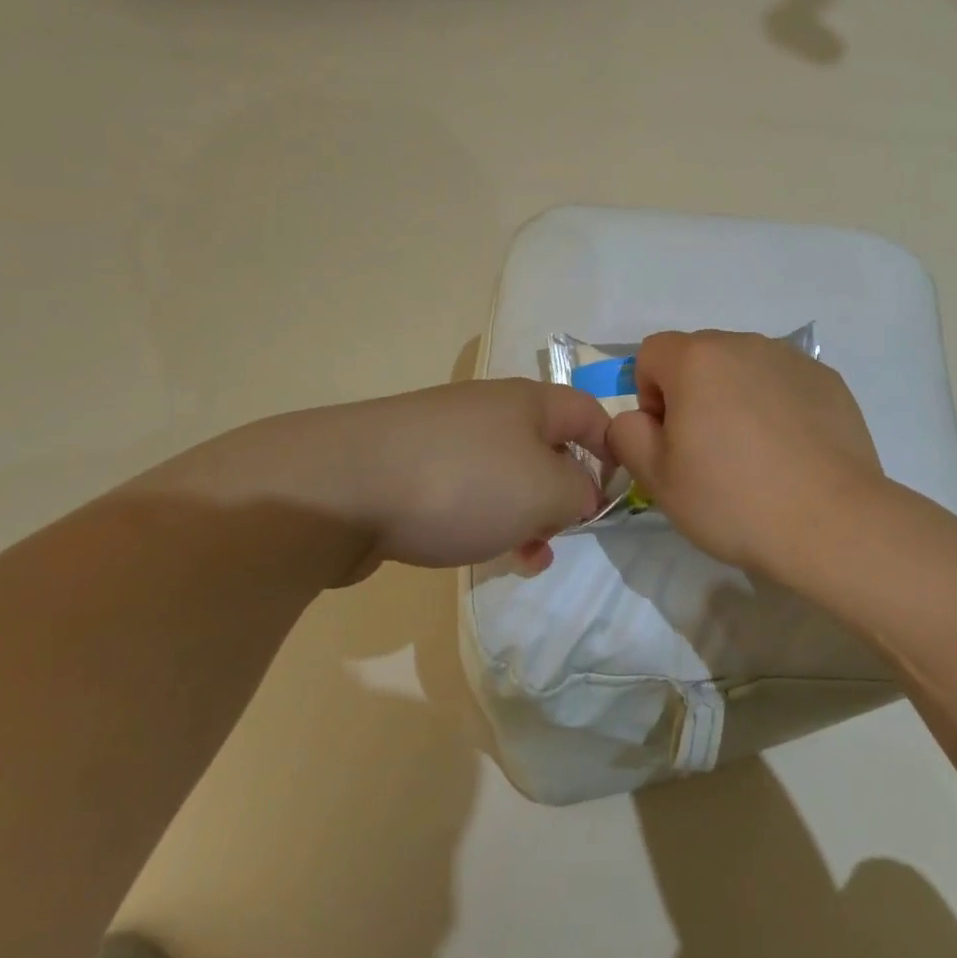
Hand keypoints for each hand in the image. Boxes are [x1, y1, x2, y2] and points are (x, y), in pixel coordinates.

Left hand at [154, 380, 610, 583]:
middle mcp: (487, 409)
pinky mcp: (408, 466)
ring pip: (505, 474)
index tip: (618, 495)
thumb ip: (581, 493)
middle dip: (565, 491)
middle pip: (546, 445)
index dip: (613, 449)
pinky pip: (464, 489)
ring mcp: (442, 435)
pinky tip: (478, 551)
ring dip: (525, 513)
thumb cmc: (461, 483)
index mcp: (527, 401)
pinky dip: (482, 518)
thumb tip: (581, 494)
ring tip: (529, 556)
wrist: (338, 489)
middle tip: (566, 533)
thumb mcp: (546, 491)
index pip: (589, 413)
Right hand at [606, 331, 883, 578]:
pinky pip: (783, 383)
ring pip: (743, 368)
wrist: (832, 523)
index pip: (651, 353)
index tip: (670, 439)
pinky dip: (776, 406)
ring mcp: (792, 359)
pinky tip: (791, 452)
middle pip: (699, 357)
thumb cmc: (733, 500)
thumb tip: (637, 419)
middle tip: (709, 452)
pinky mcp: (828, 380)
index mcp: (697, 359)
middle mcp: (744, 344)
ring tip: (755, 454)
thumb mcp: (657, 479)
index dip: (649, 396)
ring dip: (735, 397)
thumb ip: (627, 435)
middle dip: (692, 394)